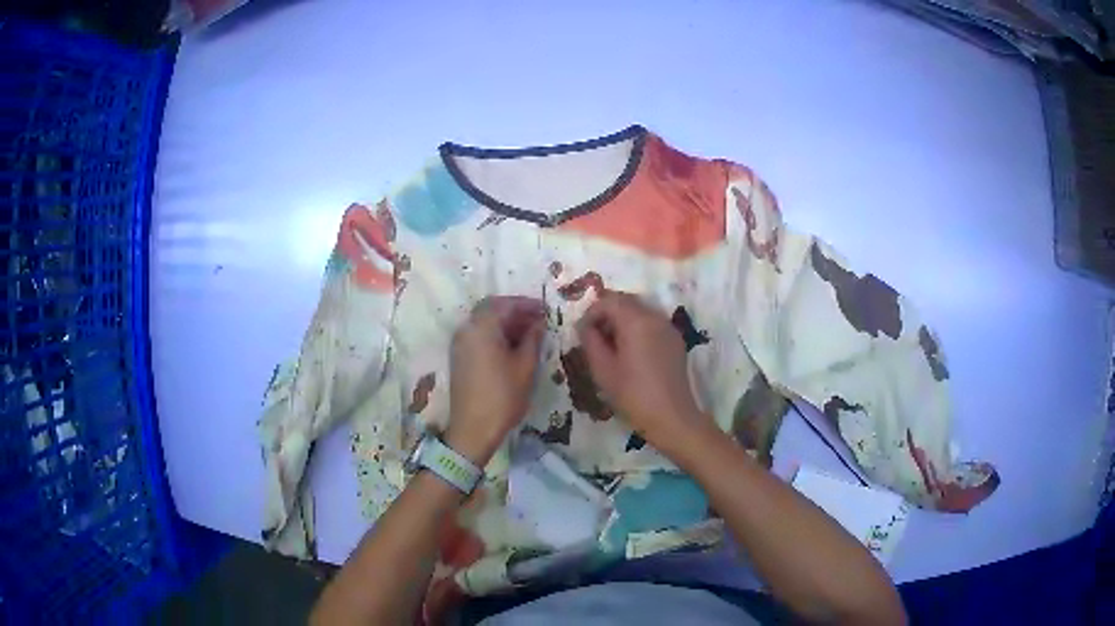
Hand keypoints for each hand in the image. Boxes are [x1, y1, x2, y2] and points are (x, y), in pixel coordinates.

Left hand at [447, 296, 546, 464]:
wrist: (472, 428)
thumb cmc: (503, 396)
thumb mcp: (525, 366)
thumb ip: (533, 339)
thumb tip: (539, 323)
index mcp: (482, 327)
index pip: (505, 304)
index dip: (526, 304)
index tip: (545, 310)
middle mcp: (467, 329)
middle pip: (490, 309)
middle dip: (514, 311)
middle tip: (536, 320)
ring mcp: (460, 343)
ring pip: (483, 322)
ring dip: (504, 323)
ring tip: (528, 334)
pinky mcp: (459, 356)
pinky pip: (477, 335)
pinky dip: (494, 334)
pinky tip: (512, 346)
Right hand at [576, 291, 715, 456]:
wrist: (672, 418)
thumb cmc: (633, 395)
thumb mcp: (603, 370)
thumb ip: (590, 341)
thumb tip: (585, 327)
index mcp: (635, 321)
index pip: (608, 301)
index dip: (591, 313)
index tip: (582, 333)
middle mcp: (654, 316)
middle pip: (626, 301)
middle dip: (607, 313)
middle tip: (594, 337)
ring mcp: (668, 327)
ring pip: (640, 311)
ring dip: (622, 320)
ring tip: (612, 347)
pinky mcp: (675, 340)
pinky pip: (652, 323)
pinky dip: (638, 329)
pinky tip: (631, 353)